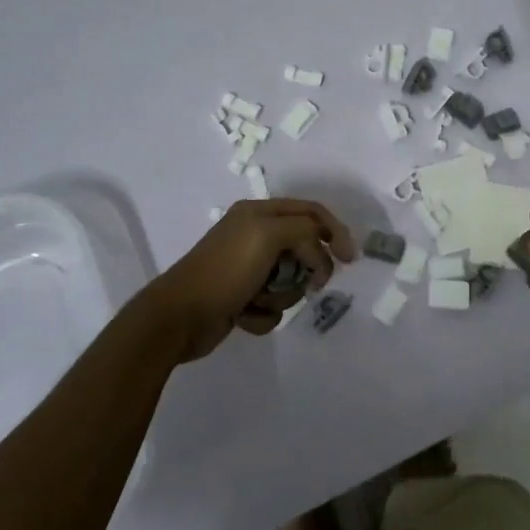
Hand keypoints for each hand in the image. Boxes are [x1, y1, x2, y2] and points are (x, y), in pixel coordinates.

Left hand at [151, 198, 356, 359]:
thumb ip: (304, 231)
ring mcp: (248, 269)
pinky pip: (273, 306)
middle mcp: (255, 236)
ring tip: (258, 300)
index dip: (334, 231)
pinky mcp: (242, 298)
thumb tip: (318, 255)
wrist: (179, 317)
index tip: (350, 259)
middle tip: (310, 284)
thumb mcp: (268, 235)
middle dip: (306, 270)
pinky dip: (263, 314)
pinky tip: (243, 315)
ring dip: (282, 296)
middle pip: (304, 250)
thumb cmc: (225, 272)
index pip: (310, 212)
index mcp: (259, 213)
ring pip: (291, 281)